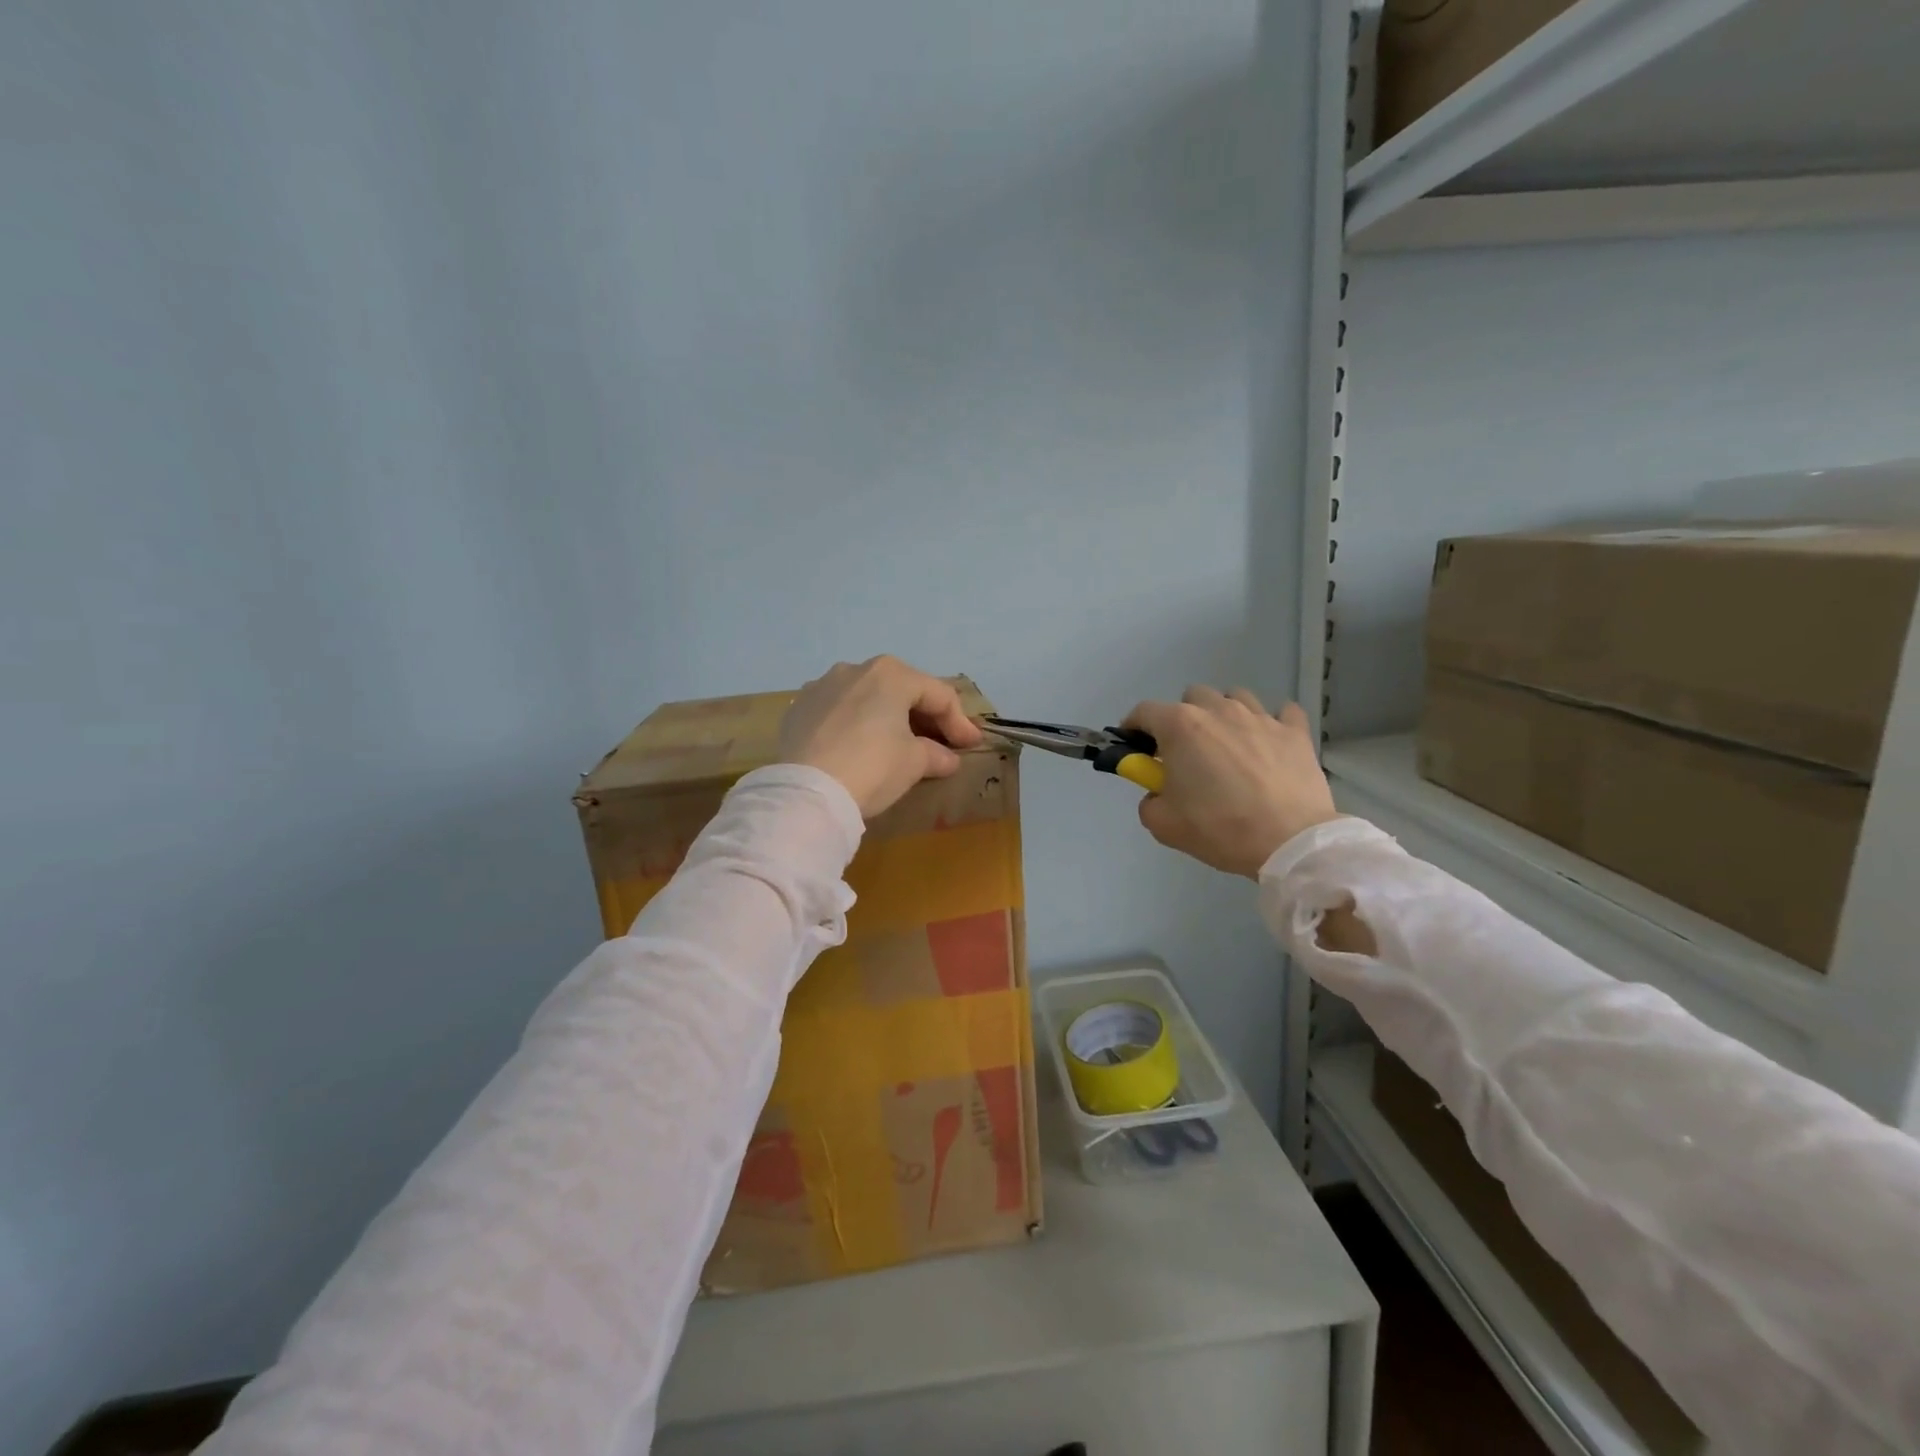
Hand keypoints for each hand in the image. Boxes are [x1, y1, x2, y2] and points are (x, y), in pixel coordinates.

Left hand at [777, 656, 984, 818]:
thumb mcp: (914, 763)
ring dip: (887, 718)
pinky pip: (838, 712)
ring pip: (866, 698)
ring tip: (899, 745)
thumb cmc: (872, 767)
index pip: (938, 695)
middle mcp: (855, 669)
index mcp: (890, 674)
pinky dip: (856, 725)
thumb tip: (947, 758)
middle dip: (924, 717)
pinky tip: (860, 747)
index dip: (959, 722)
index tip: (971, 746)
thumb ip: (935, 754)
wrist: (807, 793)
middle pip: (901, 691)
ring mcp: (821, 686)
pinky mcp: (798, 709)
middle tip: (941, 743)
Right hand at [1122, 686, 1336, 877]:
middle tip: (1186, 753)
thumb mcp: (1162, 824)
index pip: (1144, 712)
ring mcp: (1260, 717)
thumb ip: (1150, 799)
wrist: (1288, 842)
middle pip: (1192, 697)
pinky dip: (1272, 724)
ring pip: (1235, 698)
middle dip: (1183, 719)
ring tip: (1229, 746)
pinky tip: (1269, 743)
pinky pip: (1282, 713)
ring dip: (1225, 716)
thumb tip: (1160, 792)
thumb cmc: (1218, 828)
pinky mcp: (1295, 732)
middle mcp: (1218, 710)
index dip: (1134, 728)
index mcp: (1180, 726)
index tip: (1136, 749)